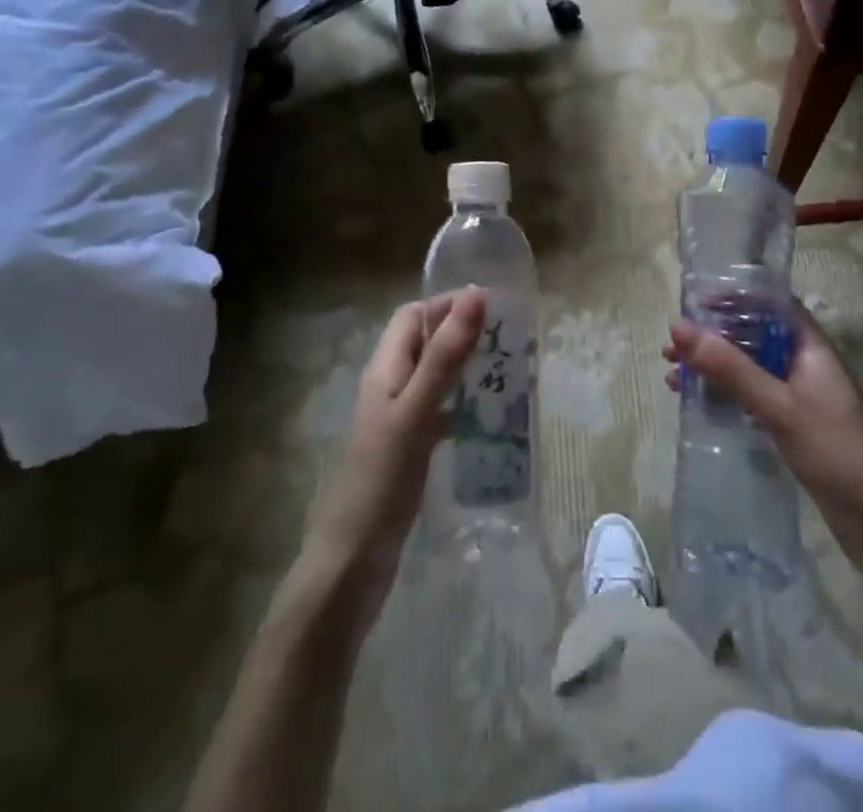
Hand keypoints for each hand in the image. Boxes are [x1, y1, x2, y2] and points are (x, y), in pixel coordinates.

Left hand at [303, 288, 484, 616]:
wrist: (349, 567)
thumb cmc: (380, 481)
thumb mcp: (414, 412)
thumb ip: (444, 356)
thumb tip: (475, 295)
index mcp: (384, 370)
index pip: (414, 315)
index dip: (449, 304)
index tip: (495, 306)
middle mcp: (389, 387)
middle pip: (427, 343)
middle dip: (466, 334)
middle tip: (513, 340)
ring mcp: (399, 421)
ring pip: (437, 377)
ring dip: (469, 369)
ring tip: (513, 373)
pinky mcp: (410, 451)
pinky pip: (442, 412)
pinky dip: (466, 405)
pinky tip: (492, 418)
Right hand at [665, 301, 862, 584]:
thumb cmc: (837, 452)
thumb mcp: (779, 406)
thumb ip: (731, 368)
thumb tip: (678, 327)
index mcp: (810, 347)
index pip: (771, 304)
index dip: (735, 297)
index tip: (694, 303)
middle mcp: (803, 364)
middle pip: (753, 335)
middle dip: (713, 336)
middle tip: (671, 347)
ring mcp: (797, 397)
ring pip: (748, 368)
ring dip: (713, 367)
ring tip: (673, 375)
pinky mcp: (791, 426)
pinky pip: (750, 396)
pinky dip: (723, 394)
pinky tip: (696, 403)